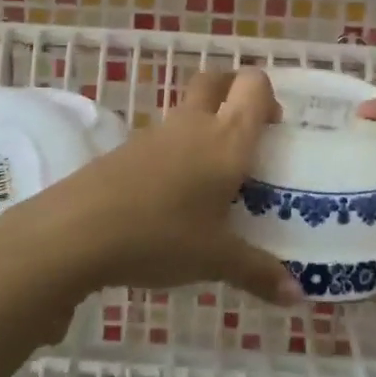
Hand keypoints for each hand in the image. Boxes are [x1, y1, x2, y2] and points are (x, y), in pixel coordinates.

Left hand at [34, 67, 301, 305]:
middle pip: (216, 80)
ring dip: (205, 125)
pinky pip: (163, 138)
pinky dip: (177, 151)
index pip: (253, 86)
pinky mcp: (127, 149)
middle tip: (247, 135)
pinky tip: (176, 196)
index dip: (268, 96)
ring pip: (188, 109)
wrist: (78, 230)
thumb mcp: (215, 259)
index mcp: (226, 139)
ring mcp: (157, 134)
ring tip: (214, 177)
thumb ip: (259, 272)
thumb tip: (298, 296)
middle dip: (234, 93)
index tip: (275, 130)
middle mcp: (194, 124)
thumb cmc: (161, 235)